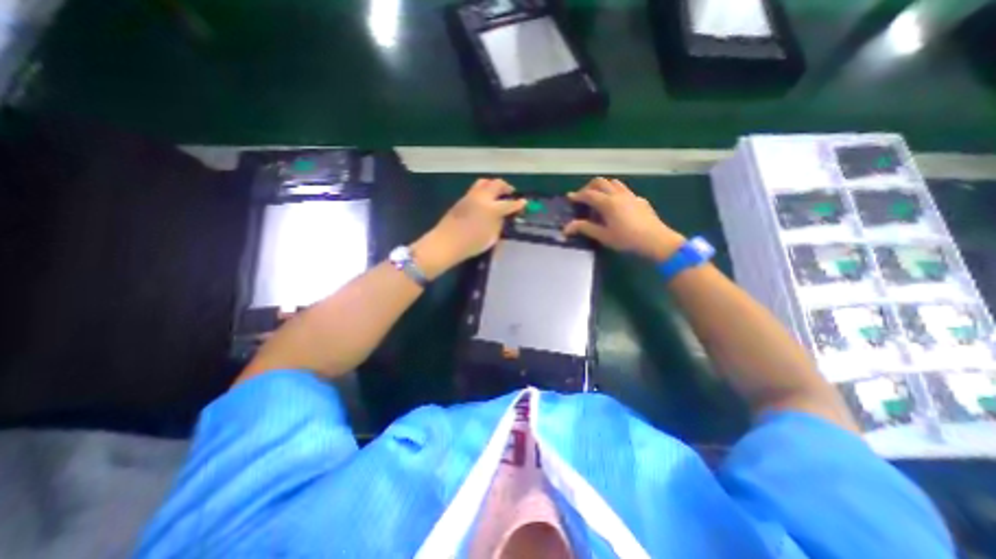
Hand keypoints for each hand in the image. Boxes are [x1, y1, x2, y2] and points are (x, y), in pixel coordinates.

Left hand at [411, 176, 523, 276]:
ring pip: (484, 182)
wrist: (446, 243)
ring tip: (497, 193)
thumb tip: (501, 218)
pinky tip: (483, 201)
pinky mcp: (461, 199)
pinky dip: (483, 191)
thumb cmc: (471, 244)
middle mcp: (482, 198)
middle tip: (511, 193)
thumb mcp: (491, 238)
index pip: (509, 203)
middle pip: (497, 184)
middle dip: (506, 187)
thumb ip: (498, 225)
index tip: (524, 202)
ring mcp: (470, 196)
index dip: (518, 203)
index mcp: (492, 208)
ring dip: (493, 185)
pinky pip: (475, 189)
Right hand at [567, 177, 684, 262]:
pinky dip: (615, 192)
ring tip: (598, 198)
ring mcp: (630, 195)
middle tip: (583, 198)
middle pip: (600, 182)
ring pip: (613, 183)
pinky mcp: (639, 200)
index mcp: (607, 203)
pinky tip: (616, 205)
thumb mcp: (603, 236)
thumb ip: (585, 228)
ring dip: (603, 186)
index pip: (588, 194)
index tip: (569, 198)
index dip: (577, 195)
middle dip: (588, 187)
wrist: (656, 241)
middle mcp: (618, 194)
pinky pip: (624, 190)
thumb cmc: (627, 240)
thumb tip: (567, 227)